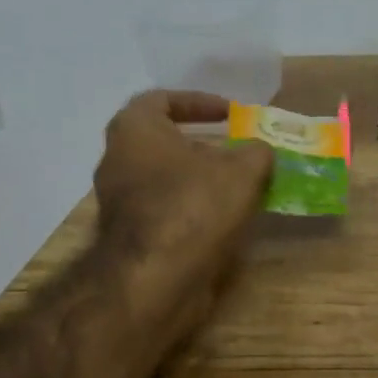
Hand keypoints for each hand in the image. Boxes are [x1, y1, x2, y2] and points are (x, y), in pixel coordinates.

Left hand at [94, 91, 272, 326]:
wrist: (156, 278)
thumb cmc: (194, 205)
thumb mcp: (242, 170)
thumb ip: (256, 151)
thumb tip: (260, 150)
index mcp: (134, 130)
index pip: (161, 99)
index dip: (199, 102)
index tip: (230, 114)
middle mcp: (117, 160)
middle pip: (163, 142)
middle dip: (202, 145)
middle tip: (236, 151)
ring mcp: (119, 201)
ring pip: (165, 178)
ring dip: (199, 179)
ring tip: (238, 186)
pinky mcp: (129, 236)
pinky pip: (165, 210)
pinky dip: (192, 208)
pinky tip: (224, 218)